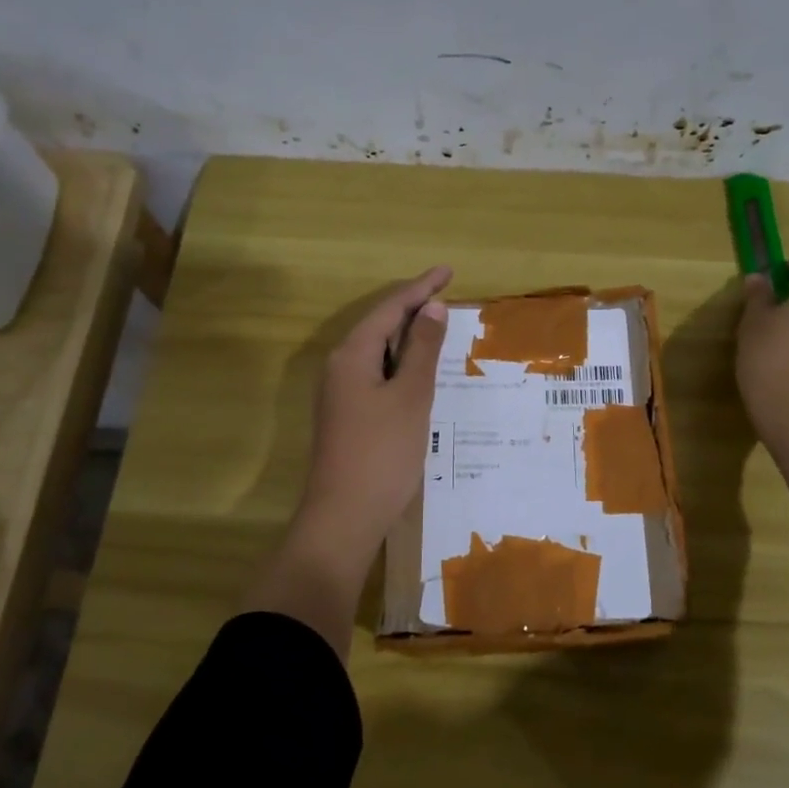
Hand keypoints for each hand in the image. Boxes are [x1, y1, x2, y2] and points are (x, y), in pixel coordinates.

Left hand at [292, 265, 451, 575]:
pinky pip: (377, 374)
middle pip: (379, 325)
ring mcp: (341, 393)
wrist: (345, 516)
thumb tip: (432, 308)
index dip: (420, 288)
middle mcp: (340, 367)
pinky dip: (402, 364)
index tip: (448, 270)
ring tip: (440, 327)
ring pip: (378, 351)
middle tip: (447, 296)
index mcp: (352, 355)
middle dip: (413, 308)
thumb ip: (422, 350)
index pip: (389, 308)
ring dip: (408, 337)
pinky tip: (421, 372)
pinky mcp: (348, 415)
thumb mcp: (410, 397)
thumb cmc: (382, 453)